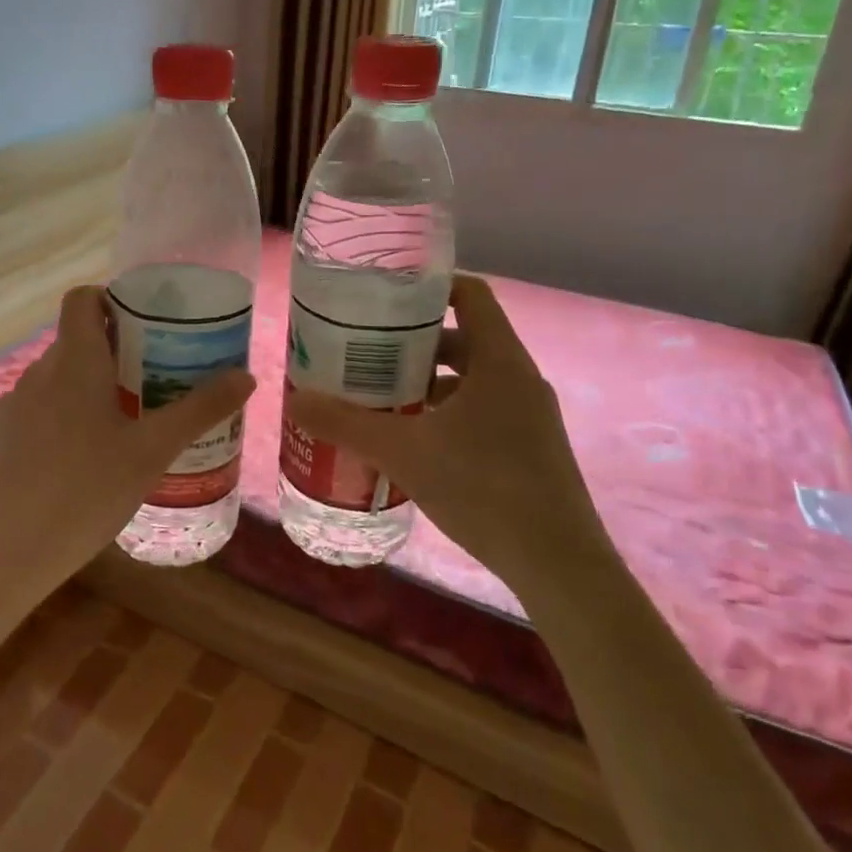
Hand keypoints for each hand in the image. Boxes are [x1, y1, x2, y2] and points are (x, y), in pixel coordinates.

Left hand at [0, 284, 256, 615]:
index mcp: (74, 361)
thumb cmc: (83, 492)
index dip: (113, 299)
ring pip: (60, 382)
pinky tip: (86, 466)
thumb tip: (246, 377)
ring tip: (129, 426)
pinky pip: (40, 414)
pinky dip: (66, 421)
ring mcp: (13, 409)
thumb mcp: (151, 452)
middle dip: (117, 353)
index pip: (83, 298)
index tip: (148, 326)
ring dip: (92, 390)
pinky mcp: (0, 442)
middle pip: (77, 342)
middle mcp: (38, 373)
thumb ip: (199, 410)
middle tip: (157, 381)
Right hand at [285, 275, 600, 585]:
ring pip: (470, 379)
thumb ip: (346, 424)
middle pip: (463, 337)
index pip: (470, 294)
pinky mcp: (530, 447)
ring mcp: (529, 415)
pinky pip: (481, 410)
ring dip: (426, 382)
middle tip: (365, 352)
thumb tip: (294, 400)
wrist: (558, 565)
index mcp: (499, 360)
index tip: (385, 297)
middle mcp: (519, 378)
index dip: (428, 286)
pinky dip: (445, 413)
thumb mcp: (403, 452)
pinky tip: (412, 442)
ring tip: (379, 397)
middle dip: (413, 343)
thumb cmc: (483, 489)